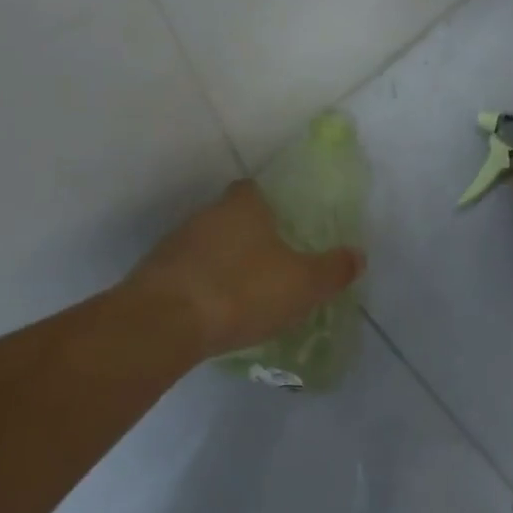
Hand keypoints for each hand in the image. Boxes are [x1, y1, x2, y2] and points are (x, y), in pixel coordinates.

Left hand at [128, 181, 364, 358]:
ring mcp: (175, 243)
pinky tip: (211, 310)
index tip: (280, 226)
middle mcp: (206, 214)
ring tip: (240, 292)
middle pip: (228, 216)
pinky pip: (185, 273)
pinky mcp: (154, 274)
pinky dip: (199, 285)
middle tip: (267, 264)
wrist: (165, 322)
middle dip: (245, 236)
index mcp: (242, 206)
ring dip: (220, 262)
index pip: (253, 190)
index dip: (267, 204)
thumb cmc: (241, 290)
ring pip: (205, 245)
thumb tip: (358, 255)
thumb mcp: (302, 284)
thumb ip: (332, 270)